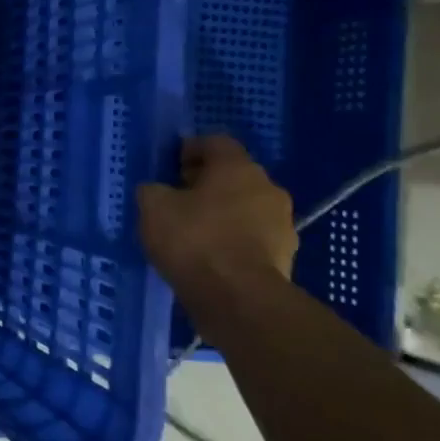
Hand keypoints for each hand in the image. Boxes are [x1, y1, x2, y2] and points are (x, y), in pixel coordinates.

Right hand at [137, 135, 296, 285]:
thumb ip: (153, 190)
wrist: (239, 298)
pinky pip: (253, 237)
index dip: (191, 149)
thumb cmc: (194, 239)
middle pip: (234, 175)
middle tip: (178, 199)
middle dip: (207, 183)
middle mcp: (267, 188)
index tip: (171, 166)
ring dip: (223, 213)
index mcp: (237, 168)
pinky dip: (233, 240)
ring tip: (193, 232)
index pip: (216, 142)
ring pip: (246, 207)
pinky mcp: (286, 256)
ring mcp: (282, 223)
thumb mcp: (153, 207)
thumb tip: (158, 190)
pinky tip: (210, 257)